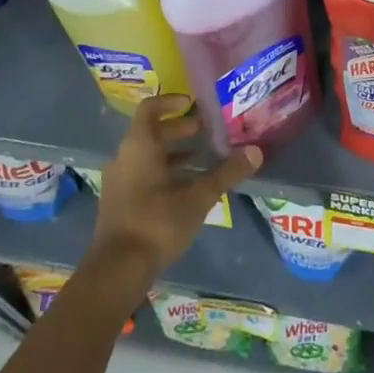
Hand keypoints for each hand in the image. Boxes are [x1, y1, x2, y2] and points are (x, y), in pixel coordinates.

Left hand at [88, 95, 260, 281]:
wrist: (117, 270)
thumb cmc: (157, 222)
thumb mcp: (198, 196)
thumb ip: (226, 173)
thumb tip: (256, 152)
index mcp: (139, 146)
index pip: (150, 109)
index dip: (171, 102)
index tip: (192, 104)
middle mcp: (124, 158)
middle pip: (150, 132)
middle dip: (178, 130)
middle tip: (205, 132)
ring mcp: (118, 182)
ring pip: (147, 156)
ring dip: (172, 154)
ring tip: (201, 160)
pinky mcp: (118, 204)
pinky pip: (142, 176)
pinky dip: (163, 173)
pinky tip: (185, 189)